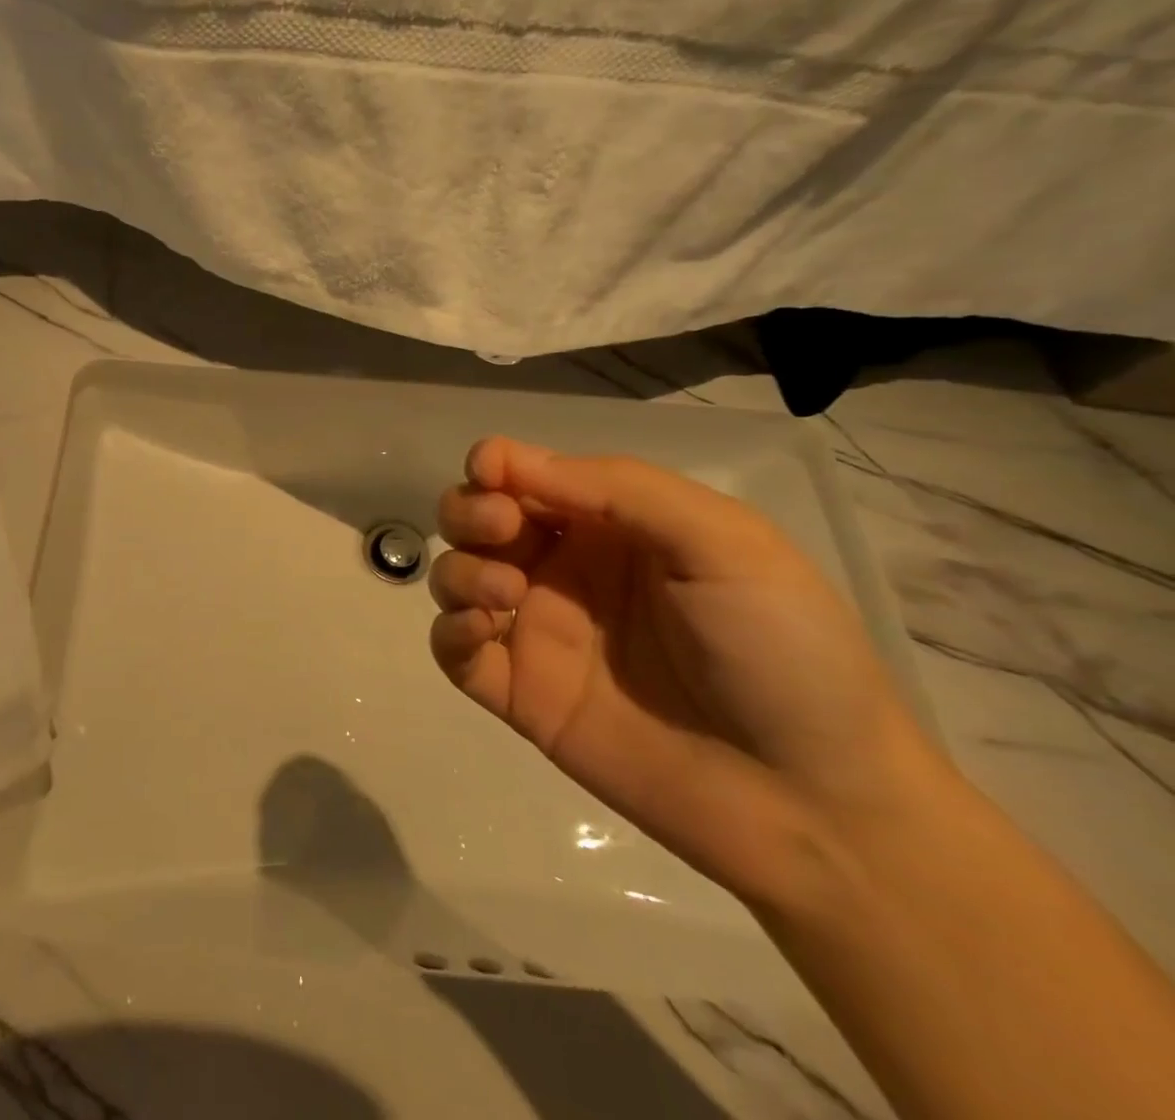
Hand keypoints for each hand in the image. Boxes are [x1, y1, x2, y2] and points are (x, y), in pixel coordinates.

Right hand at [429, 437, 946, 908]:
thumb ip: (617, 489)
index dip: (497, 463)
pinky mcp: (519, 694)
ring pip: (456, 576)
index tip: (490, 473)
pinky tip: (480, 630)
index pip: (529, 476)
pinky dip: (447, 630)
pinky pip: (452, 650)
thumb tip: (506, 459)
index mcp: (613, 528)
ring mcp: (538, 633)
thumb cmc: (781, 650)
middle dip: (470, 511)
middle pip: (477, 519)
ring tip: (507, 594)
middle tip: (501, 529)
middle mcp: (565, 572)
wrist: (813, 803)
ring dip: (461, 569)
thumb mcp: (723, 542)